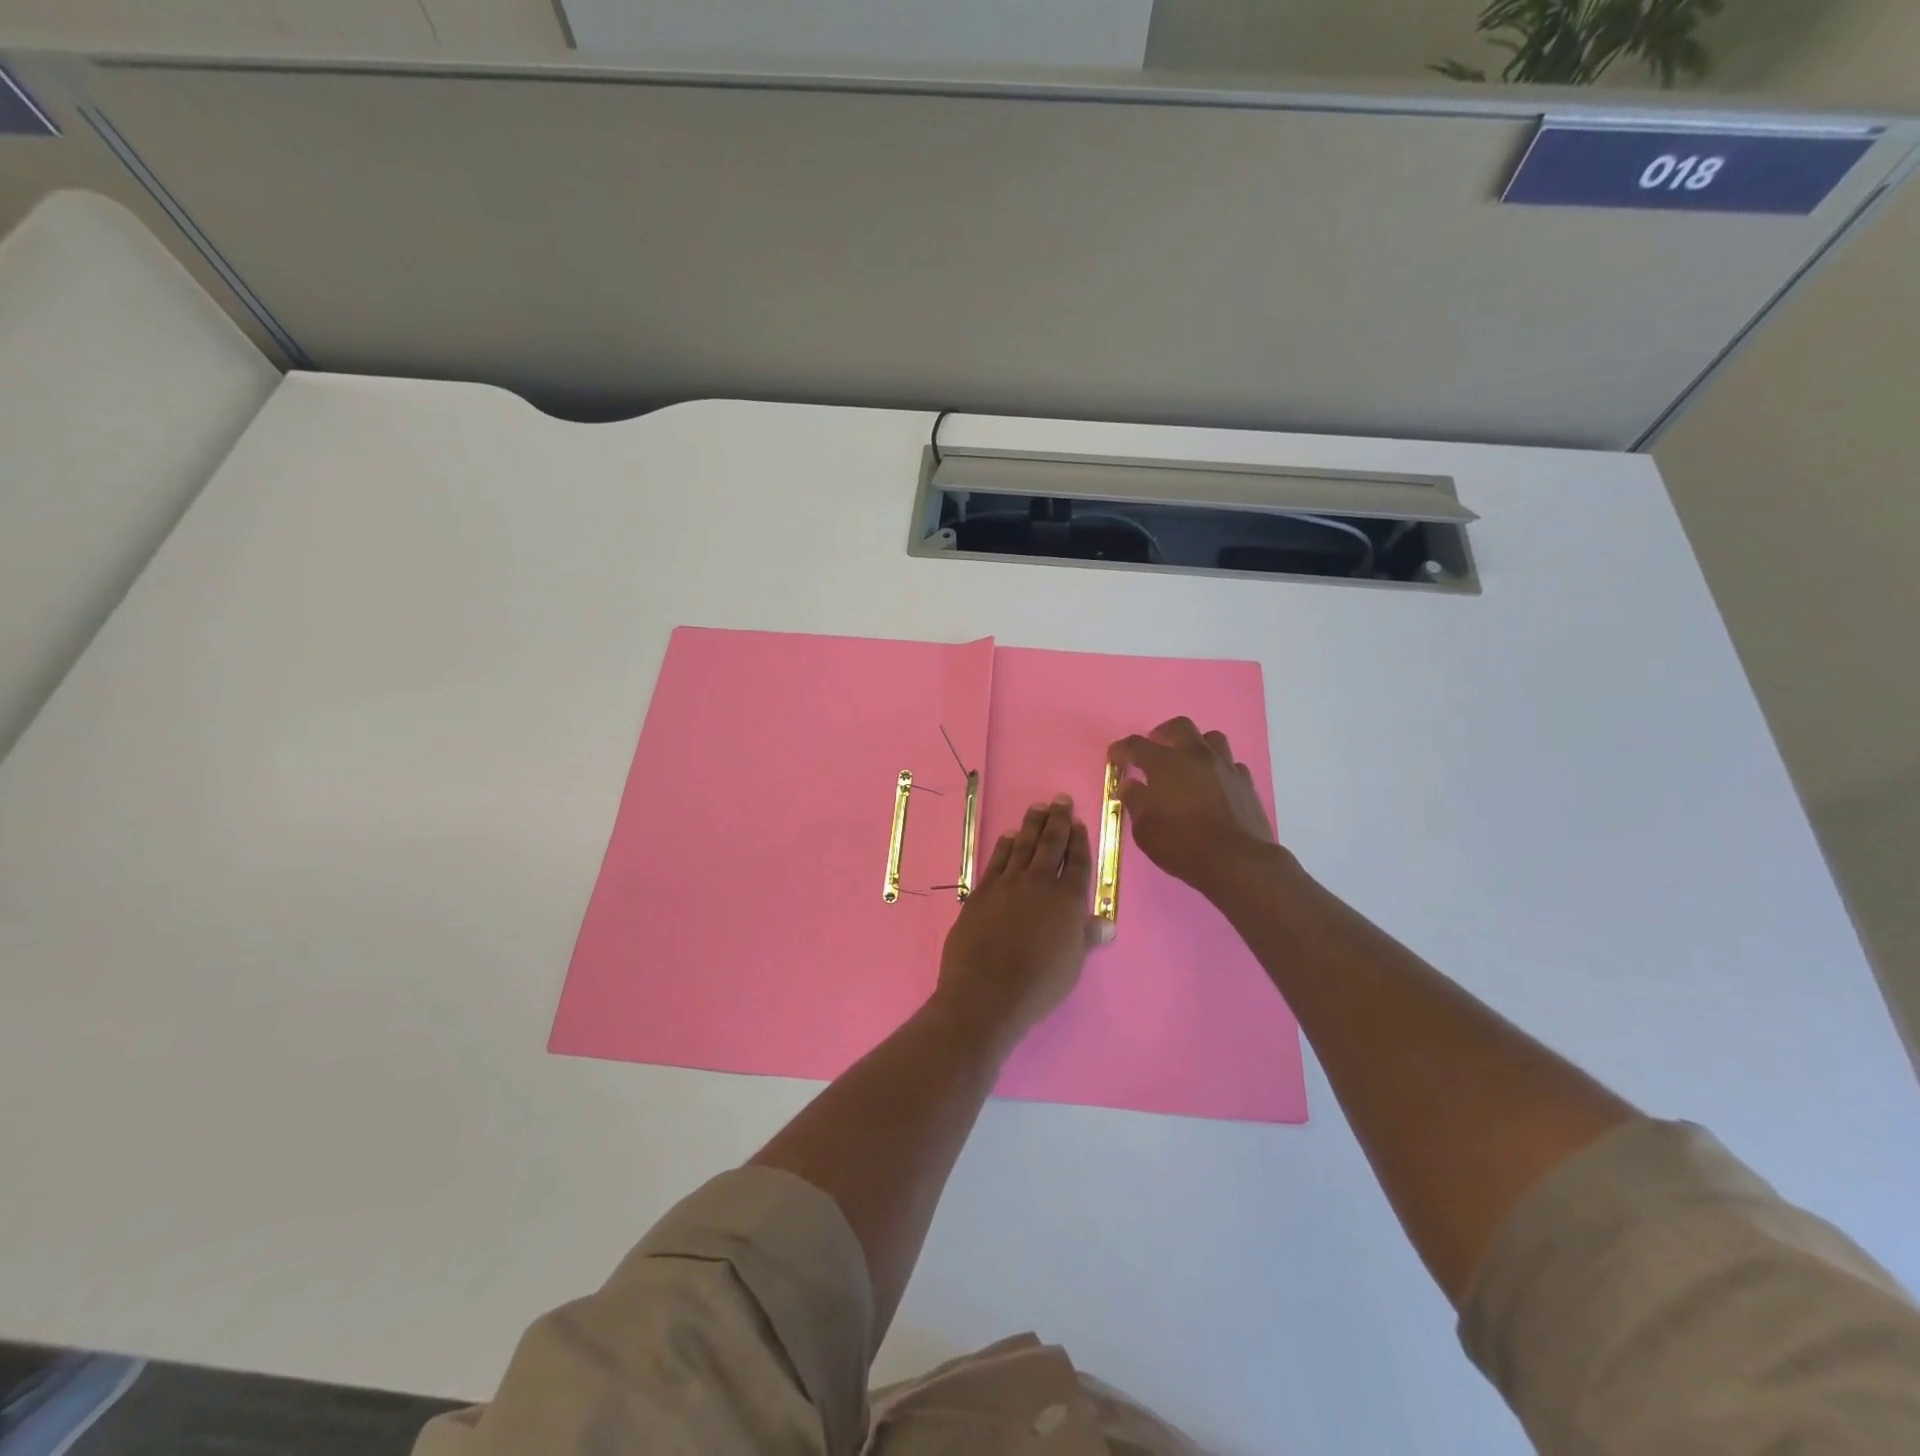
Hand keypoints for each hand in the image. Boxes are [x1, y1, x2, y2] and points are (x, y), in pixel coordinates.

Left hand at [933, 796, 1102, 1050]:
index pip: (1077, 861)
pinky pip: (997, 859)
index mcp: (1067, 900)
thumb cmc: (1038, 984)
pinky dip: (1006, 844)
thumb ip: (1086, 937)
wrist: (986, 991)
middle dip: (1058, 820)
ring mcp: (1007, 884)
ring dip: (1032, 824)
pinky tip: (1010, 836)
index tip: (1078, 823)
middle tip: (1060, 800)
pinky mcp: (982, 891)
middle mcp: (1039, 883)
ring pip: (1023, 845)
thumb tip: (1106, 925)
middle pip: (1050, 844)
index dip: (1079, 840)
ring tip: (1038, 807)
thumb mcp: (1072, 964)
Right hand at [1109, 717, 1278, 898]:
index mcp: (1165, 763)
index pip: (1136, 745)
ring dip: (1195, 746)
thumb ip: (1135, 802)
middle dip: (1162, 734)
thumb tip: (1129, 785)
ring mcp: (1225, 766)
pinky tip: (1214, 785)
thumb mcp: (1145, 830)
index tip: (1115, 758)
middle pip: (1179, 726)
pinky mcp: (1246, 782)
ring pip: (1211, 738)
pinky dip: (1218, 769)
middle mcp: (1195, 755)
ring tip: (1188, 763)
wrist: (1237, 861)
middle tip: (1155, 750)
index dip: (1122, 749)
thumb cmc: (1182, 845)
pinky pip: (1231, 764)